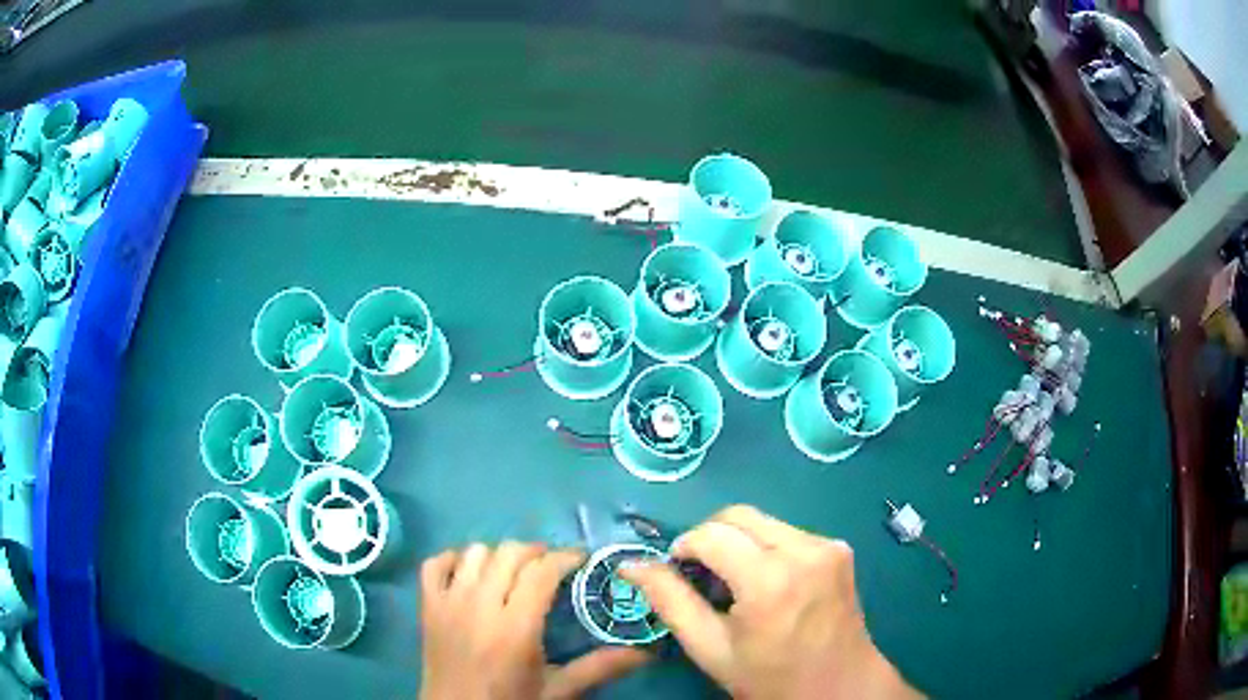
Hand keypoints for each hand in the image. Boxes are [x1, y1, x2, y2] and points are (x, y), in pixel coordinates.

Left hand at [420, 543, 650, 699]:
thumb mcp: (557, 690)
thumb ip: (599, 668)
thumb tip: (645, 653)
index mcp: (514, 629)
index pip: (541, 572)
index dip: (564, 557)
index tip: (581, 559)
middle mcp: (479, 606)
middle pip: (508, 553)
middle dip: (536, 552)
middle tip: (551, 568)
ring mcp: (447, 603)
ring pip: (473, 553)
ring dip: (498, 556)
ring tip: (513, 573)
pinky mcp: (427, 606)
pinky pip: (434, 564)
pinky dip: (453, 560)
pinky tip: (469, 573)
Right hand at [621, 506, 920, 699]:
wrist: (839, 685)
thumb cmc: (769, 677)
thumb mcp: (710, 648)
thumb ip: (669, 601)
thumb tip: (631, 565)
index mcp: (770, 580)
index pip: (712, 533)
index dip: (684, 545)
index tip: (676, 570)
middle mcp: (804, 550)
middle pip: (739, 515)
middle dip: (710, 536)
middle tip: (701, 573)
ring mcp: (828, 545)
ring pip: (764, 521)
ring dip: (739, 541)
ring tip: (736, 582)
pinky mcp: (840, 548)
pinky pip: (789, 532)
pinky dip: (766, 547)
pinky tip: (768, 582)